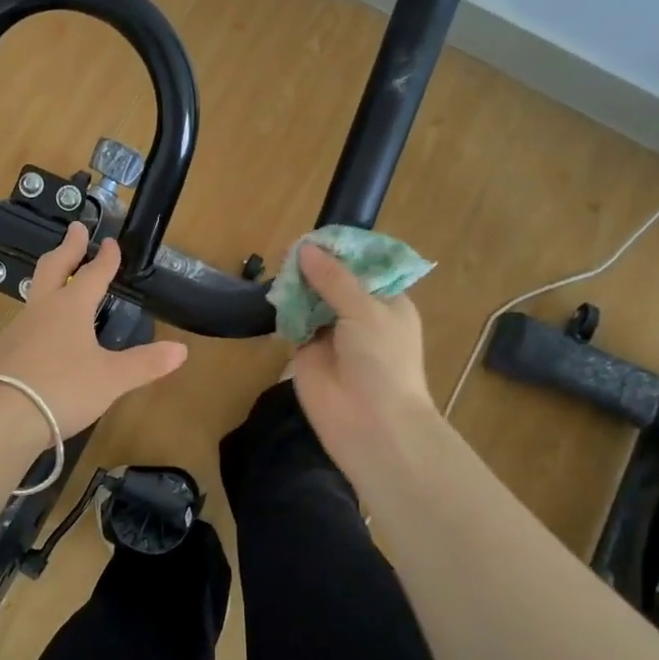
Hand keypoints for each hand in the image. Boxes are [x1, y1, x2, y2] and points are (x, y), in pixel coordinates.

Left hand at [0, 222, 188, 437]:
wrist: (2, 418)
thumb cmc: (63, 389)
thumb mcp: (112, 379)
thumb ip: (146, 363)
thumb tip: (182, 350)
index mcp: (70, 307)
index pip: (92, 274)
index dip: (105, 258)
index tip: (110, 242)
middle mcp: (41, 310)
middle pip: (53, 268)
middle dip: (67, 248)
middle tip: (75, 230)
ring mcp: (15, 330)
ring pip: (34, 297)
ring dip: (48, 283)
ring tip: (58, 285)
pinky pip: (22, 327)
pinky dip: (36, 321)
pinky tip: (39, 338)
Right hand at [290, 242, 437, 464]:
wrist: (371, 422)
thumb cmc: (382, 361)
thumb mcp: (364, 310)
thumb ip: (333, 278)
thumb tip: (304, 248)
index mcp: (386, 301)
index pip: (362, 267)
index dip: (340, 251)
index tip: (316, 236)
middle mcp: (359, 314)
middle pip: (332, 280)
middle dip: (314, 266)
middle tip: (289, 249)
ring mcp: (331, 333)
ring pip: (310, 299)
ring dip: (296, 286)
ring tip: (278, 267)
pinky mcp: (306, 351)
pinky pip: (292, 322)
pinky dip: (283, 309)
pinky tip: (272, 294)